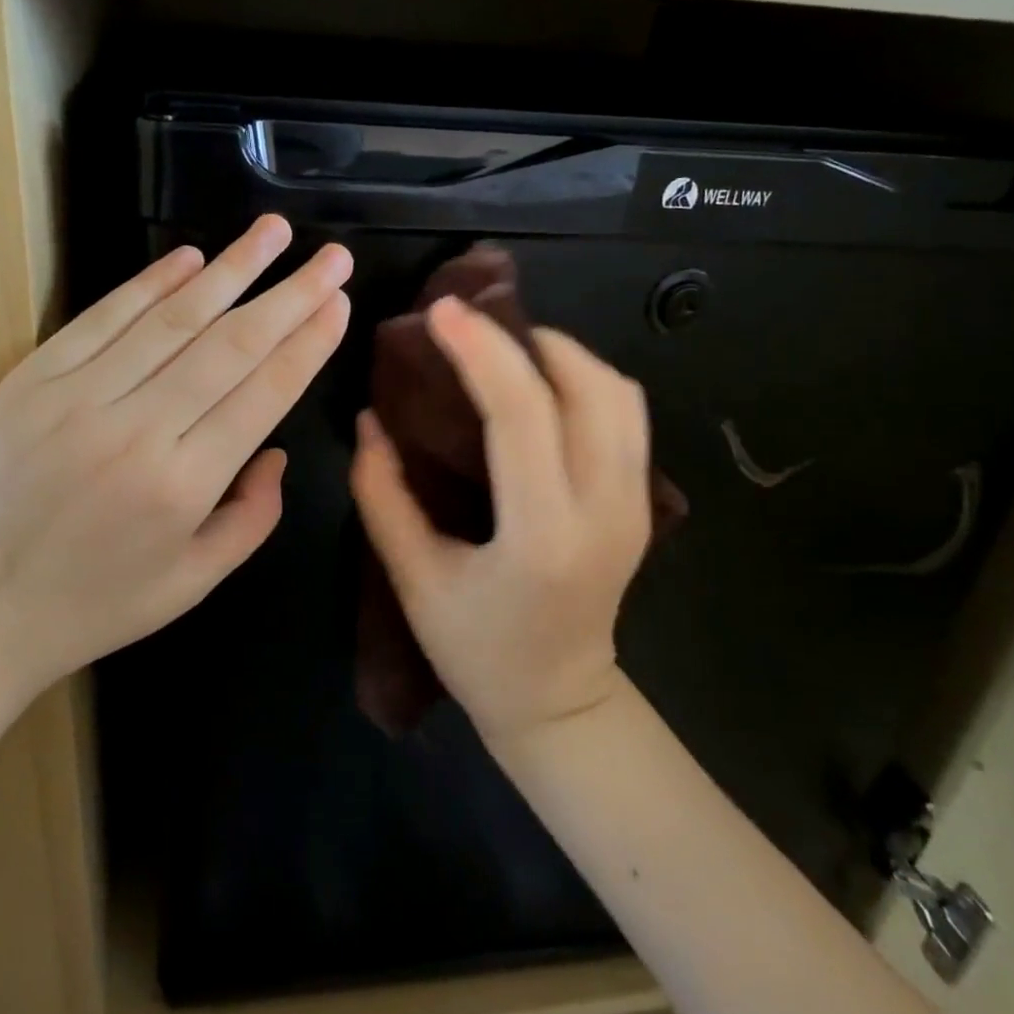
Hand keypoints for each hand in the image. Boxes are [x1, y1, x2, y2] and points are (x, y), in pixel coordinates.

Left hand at [0, 214, 351, 715]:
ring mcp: (78, 397)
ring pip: (172, 319)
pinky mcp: (32, 380)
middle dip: (290, 295)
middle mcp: (137, 430)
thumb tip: (276, 450)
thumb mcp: (193, 583)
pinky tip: (191, 257)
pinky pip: (103, 318)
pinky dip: (150, 283)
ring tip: (273, 232)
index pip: (264, 393)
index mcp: (183, 485)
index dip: (307, 343)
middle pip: (230, 345)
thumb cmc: (92, 607)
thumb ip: (253, 518)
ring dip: (230, 269)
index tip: (339, 302)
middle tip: (332, 257)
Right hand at [350, 295, 652, 746]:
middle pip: (587, 387)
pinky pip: (627, 415)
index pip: (521, 414)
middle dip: (524, 339)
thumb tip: (369, 417)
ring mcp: (636, 505)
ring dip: (562, 354)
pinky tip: (543, 383)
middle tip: (469, 325)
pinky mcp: (644, 503)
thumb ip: (382, 494)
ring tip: (505, 348)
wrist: (559, 702)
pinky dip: (586, 378)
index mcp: (542, 535)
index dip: (481, 351)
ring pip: (619, 393)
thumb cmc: (476, 649)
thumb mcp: (412, 577)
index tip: (443, 312)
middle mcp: (604, 510)